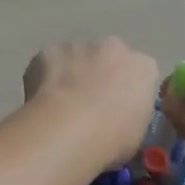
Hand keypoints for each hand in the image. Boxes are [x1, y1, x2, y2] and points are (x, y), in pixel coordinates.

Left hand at [22, 38, 161, 170]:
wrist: (68, 129)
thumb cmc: (112, 138)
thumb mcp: (136, 134)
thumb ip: (131, 114)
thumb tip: (119, 117)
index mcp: (143, 67)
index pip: (140, 72)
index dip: (128, 90)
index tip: (118, 109)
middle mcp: (114, 48)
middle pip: (108, 57)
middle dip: (100, 74)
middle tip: (88, 106)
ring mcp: (79, 46)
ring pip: (76, 58)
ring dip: (71, 75)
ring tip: (61, 107)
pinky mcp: (48, 51)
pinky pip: (48, 63)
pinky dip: (45, 78)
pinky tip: (41, 101)